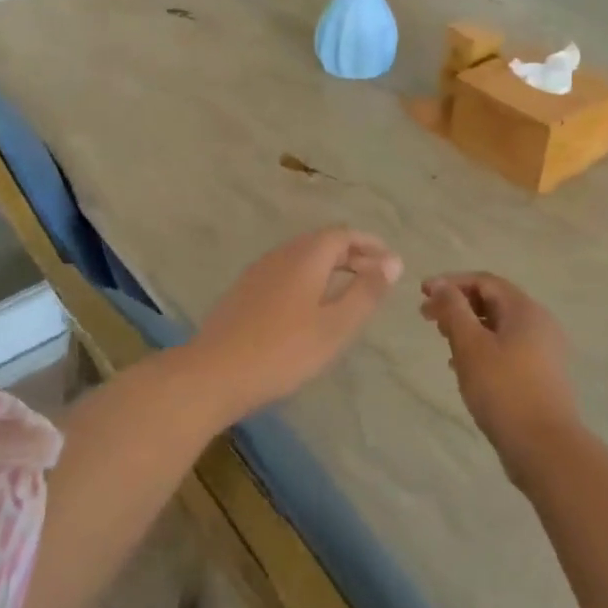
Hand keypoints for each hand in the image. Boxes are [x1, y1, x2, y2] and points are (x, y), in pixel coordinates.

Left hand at [186, 227, 402, 421]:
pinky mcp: (244, 292)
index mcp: (305, 257)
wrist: (215, 372)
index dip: (368, 244)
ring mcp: (258, 272)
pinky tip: (310, 306)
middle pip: (321, 243)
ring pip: (301, 258)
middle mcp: (280, 255)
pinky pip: (285, 273)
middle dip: (351, 254)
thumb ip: (366, 292)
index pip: (341, 235)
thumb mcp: (335, 326)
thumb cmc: (284, 350)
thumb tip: (392, 262)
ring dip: (329, 267)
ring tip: (349, 291)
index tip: (390, 260)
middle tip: (375, 276)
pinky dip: (308, 279)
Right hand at [420, 272, 578, 475]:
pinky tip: (462, 367)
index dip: (451, 283)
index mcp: (525, 310)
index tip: (422, 294)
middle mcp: (539, 324)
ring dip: (468, 328)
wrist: (544, 446)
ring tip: (443, 341)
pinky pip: (507, 349)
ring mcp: (544, 351)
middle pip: (493, 302)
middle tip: (427, 318)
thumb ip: (453, 310)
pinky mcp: (541, 375)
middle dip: (458, 306)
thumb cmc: (503, 388)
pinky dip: (482, 348)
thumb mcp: (470, 345)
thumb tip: (439, 286)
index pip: (484, 281)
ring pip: (499, 327)